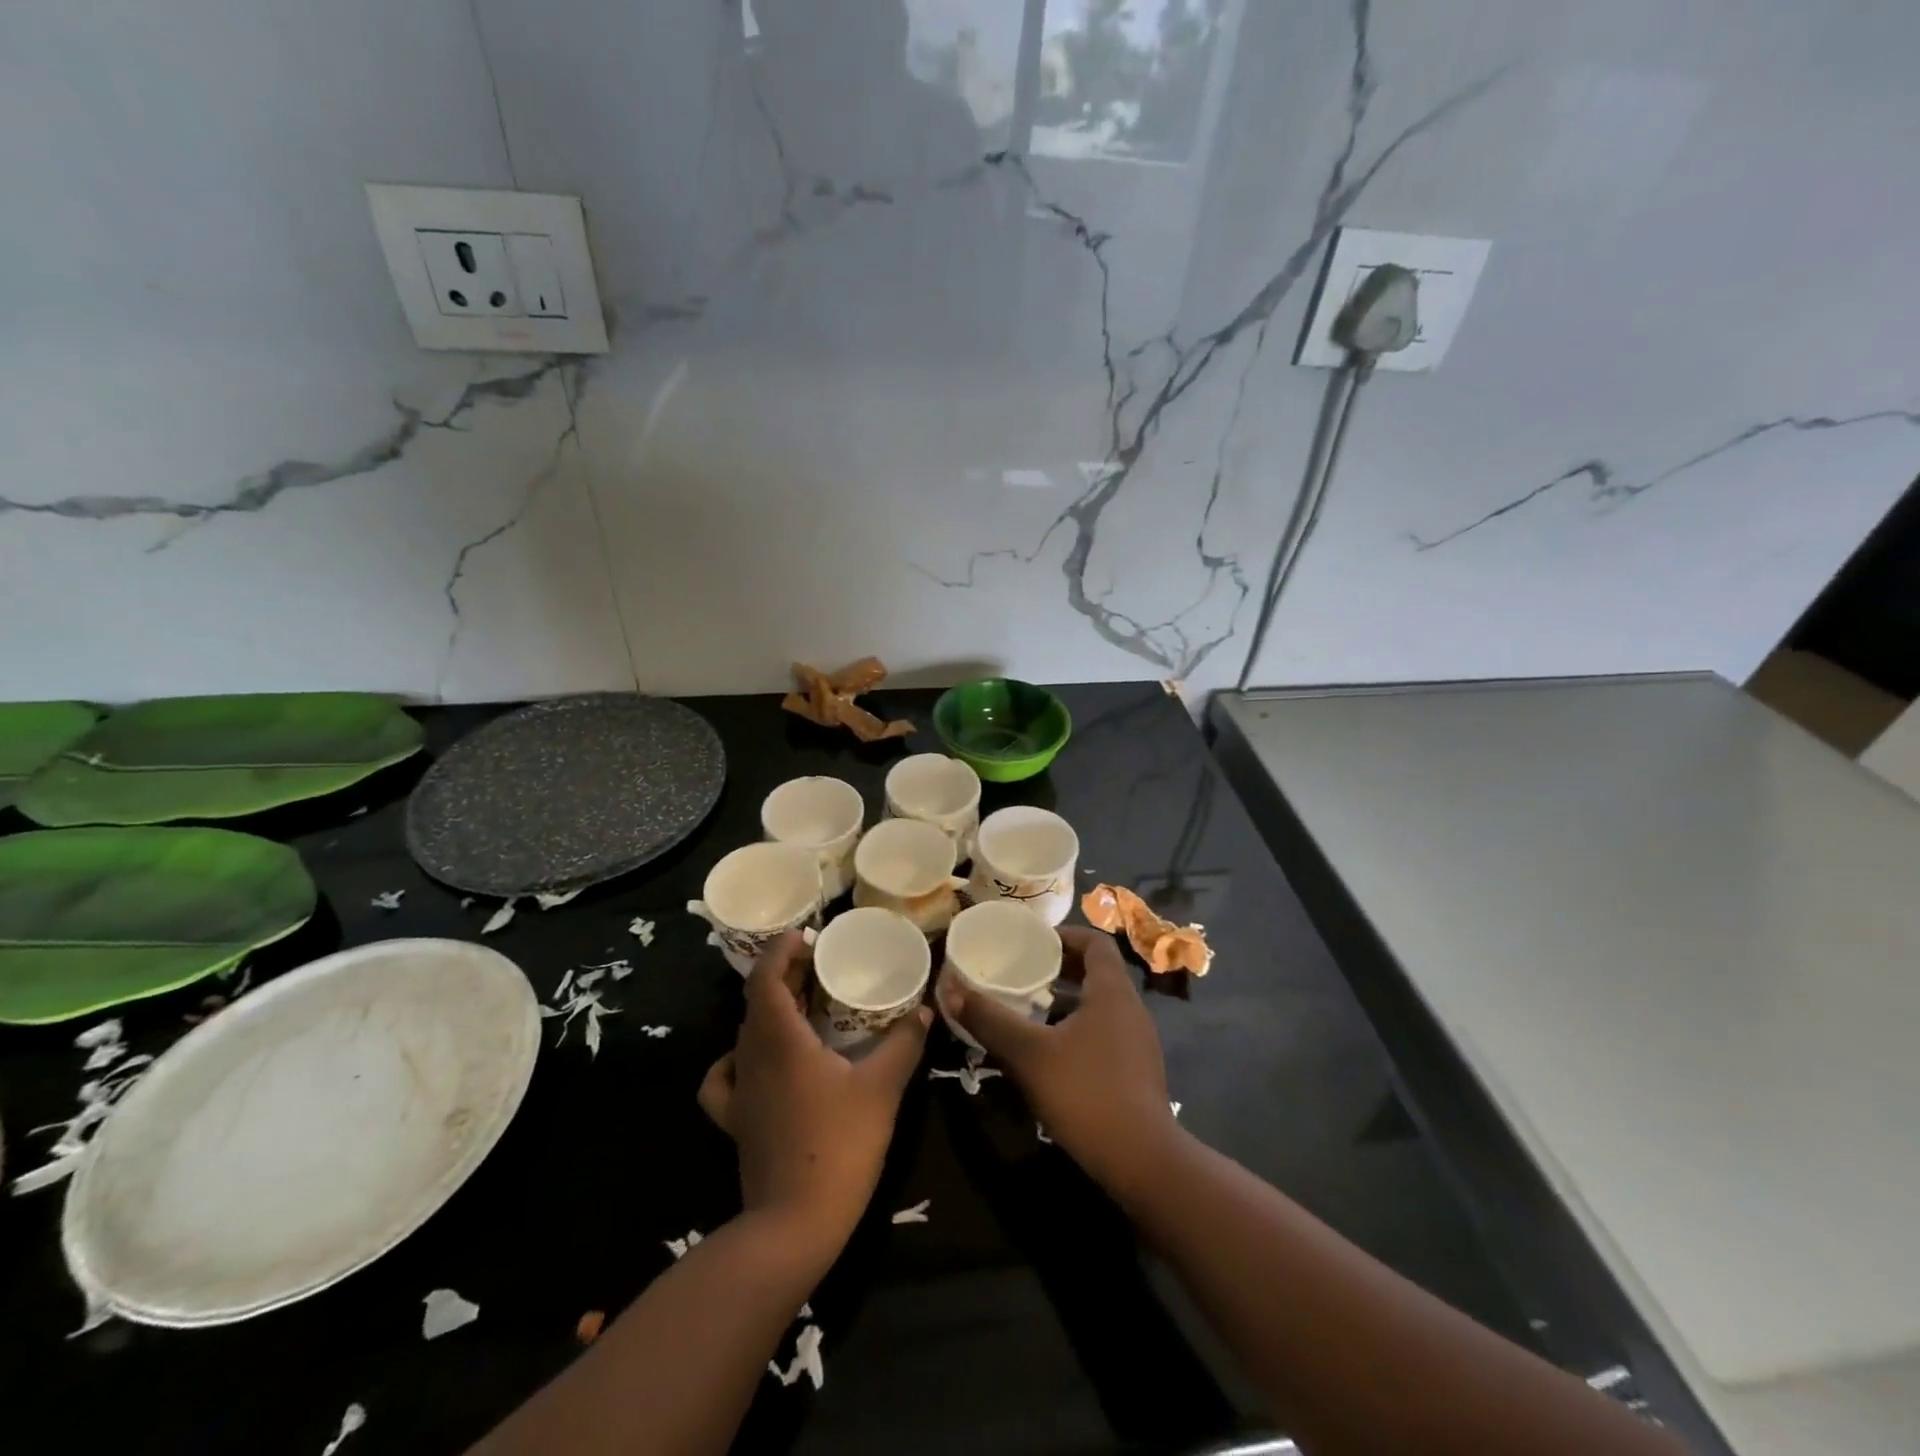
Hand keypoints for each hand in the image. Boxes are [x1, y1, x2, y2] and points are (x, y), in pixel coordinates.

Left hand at [698, 931, 930, 1257]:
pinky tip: (756, 1062)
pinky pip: (725, 1078)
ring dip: (769, 1010)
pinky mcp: (735, 1121)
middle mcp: (752, 1057)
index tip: (805, 937)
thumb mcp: (883, 1088)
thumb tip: (926, 1010)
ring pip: (745, 1034)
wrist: (794, 1225)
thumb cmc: (840, 1146)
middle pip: (757, 1001)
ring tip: (801, 1006)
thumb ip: (905, 1043)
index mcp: (780, 1041)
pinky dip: (737, 1059)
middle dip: (783, 975)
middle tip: (816, 965)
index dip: (780, 950)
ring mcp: (739, 1092)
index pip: (766, 978)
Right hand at [940, 925, 1182, 1196]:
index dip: (1065, 935)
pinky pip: (1105, 1031)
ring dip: (1067, 1000)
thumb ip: (990, 1019)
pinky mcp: (1137, 1070)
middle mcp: (1131, 1008)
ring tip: (1030, 1009)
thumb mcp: (1029, 1054)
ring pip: (1100, 1004)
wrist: (1142, 1161)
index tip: (1033, 942)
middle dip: (1059, 969)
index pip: (1095, 942)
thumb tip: (950, 987)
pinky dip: (1078, 1028)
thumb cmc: (1086, 1092)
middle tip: (1023, 973)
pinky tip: (1050, 1051)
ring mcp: (1138, 1041)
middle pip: (1097, 972)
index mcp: (1112, 991)